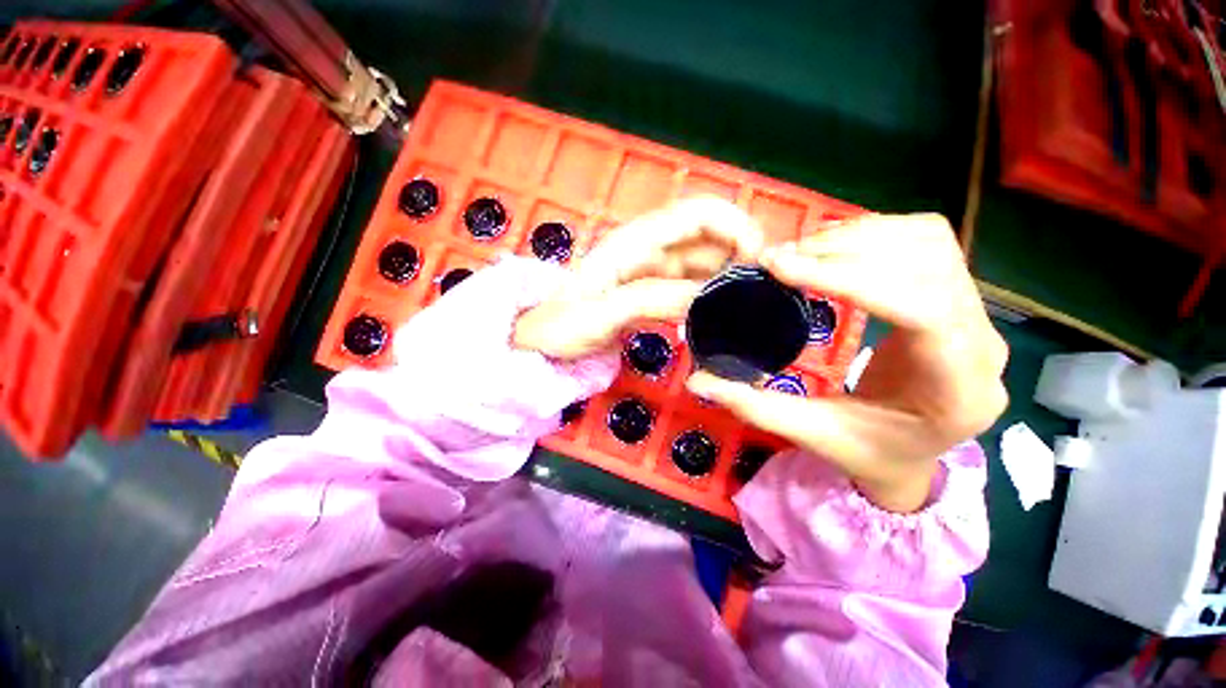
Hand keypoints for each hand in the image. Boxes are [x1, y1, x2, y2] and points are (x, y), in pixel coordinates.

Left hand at [513, 196, 763, 358]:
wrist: (537, 341)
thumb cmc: (559, 326)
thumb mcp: (601, 315)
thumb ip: (652, 301)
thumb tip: (708, 299)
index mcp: (634, 242)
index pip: (697, 214)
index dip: (735, 226)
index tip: (756, 263)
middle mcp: (647, 247)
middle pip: (707, 234)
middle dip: (739, 253)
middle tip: (757, 292)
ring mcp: (650, 269)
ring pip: (702, 260)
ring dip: (727, 276)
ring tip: (745, 307)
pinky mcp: (650, 289)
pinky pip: (690, 284)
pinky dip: (710, 294)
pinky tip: (719, 314)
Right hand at [686, 213, 1008, 512]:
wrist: (912, 456)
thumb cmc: (868, 453)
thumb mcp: (811, 434)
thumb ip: (754, 405)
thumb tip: (695, 380)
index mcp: (957, 390)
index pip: (920, 310)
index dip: (849, 279)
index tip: (781, 267)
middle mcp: (982, 344)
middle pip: (928, 264)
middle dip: (846, 252)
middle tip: (780, 260)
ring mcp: (975, 315)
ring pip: (930, 242)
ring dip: (859, 236)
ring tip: (801, 251)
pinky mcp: (955, 297)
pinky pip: (925, 242)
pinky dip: (874, 233)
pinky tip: (832, 249)